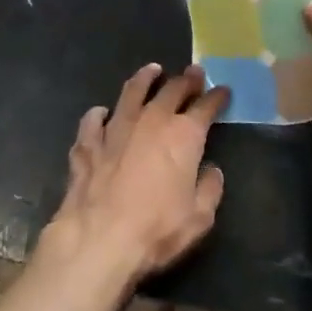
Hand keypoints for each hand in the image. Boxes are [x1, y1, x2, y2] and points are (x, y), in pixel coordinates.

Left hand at [43, 63, 229, 291]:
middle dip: (186, 79)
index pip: (206, 106)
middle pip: (172, 89)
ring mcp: (117, 127)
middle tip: (193, 73)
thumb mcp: (198, 218)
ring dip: (145, 78)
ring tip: (152, 70)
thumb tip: (212, 172)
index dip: (216, 97)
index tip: (223, 90)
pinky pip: (93, 120)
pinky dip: (99, 114)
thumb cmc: (156, 230)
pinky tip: (101, 113)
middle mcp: (152, 120)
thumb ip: (209, 190)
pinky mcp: (88, 142)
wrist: (99, 239)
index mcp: (184, 135)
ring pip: (133, 91)